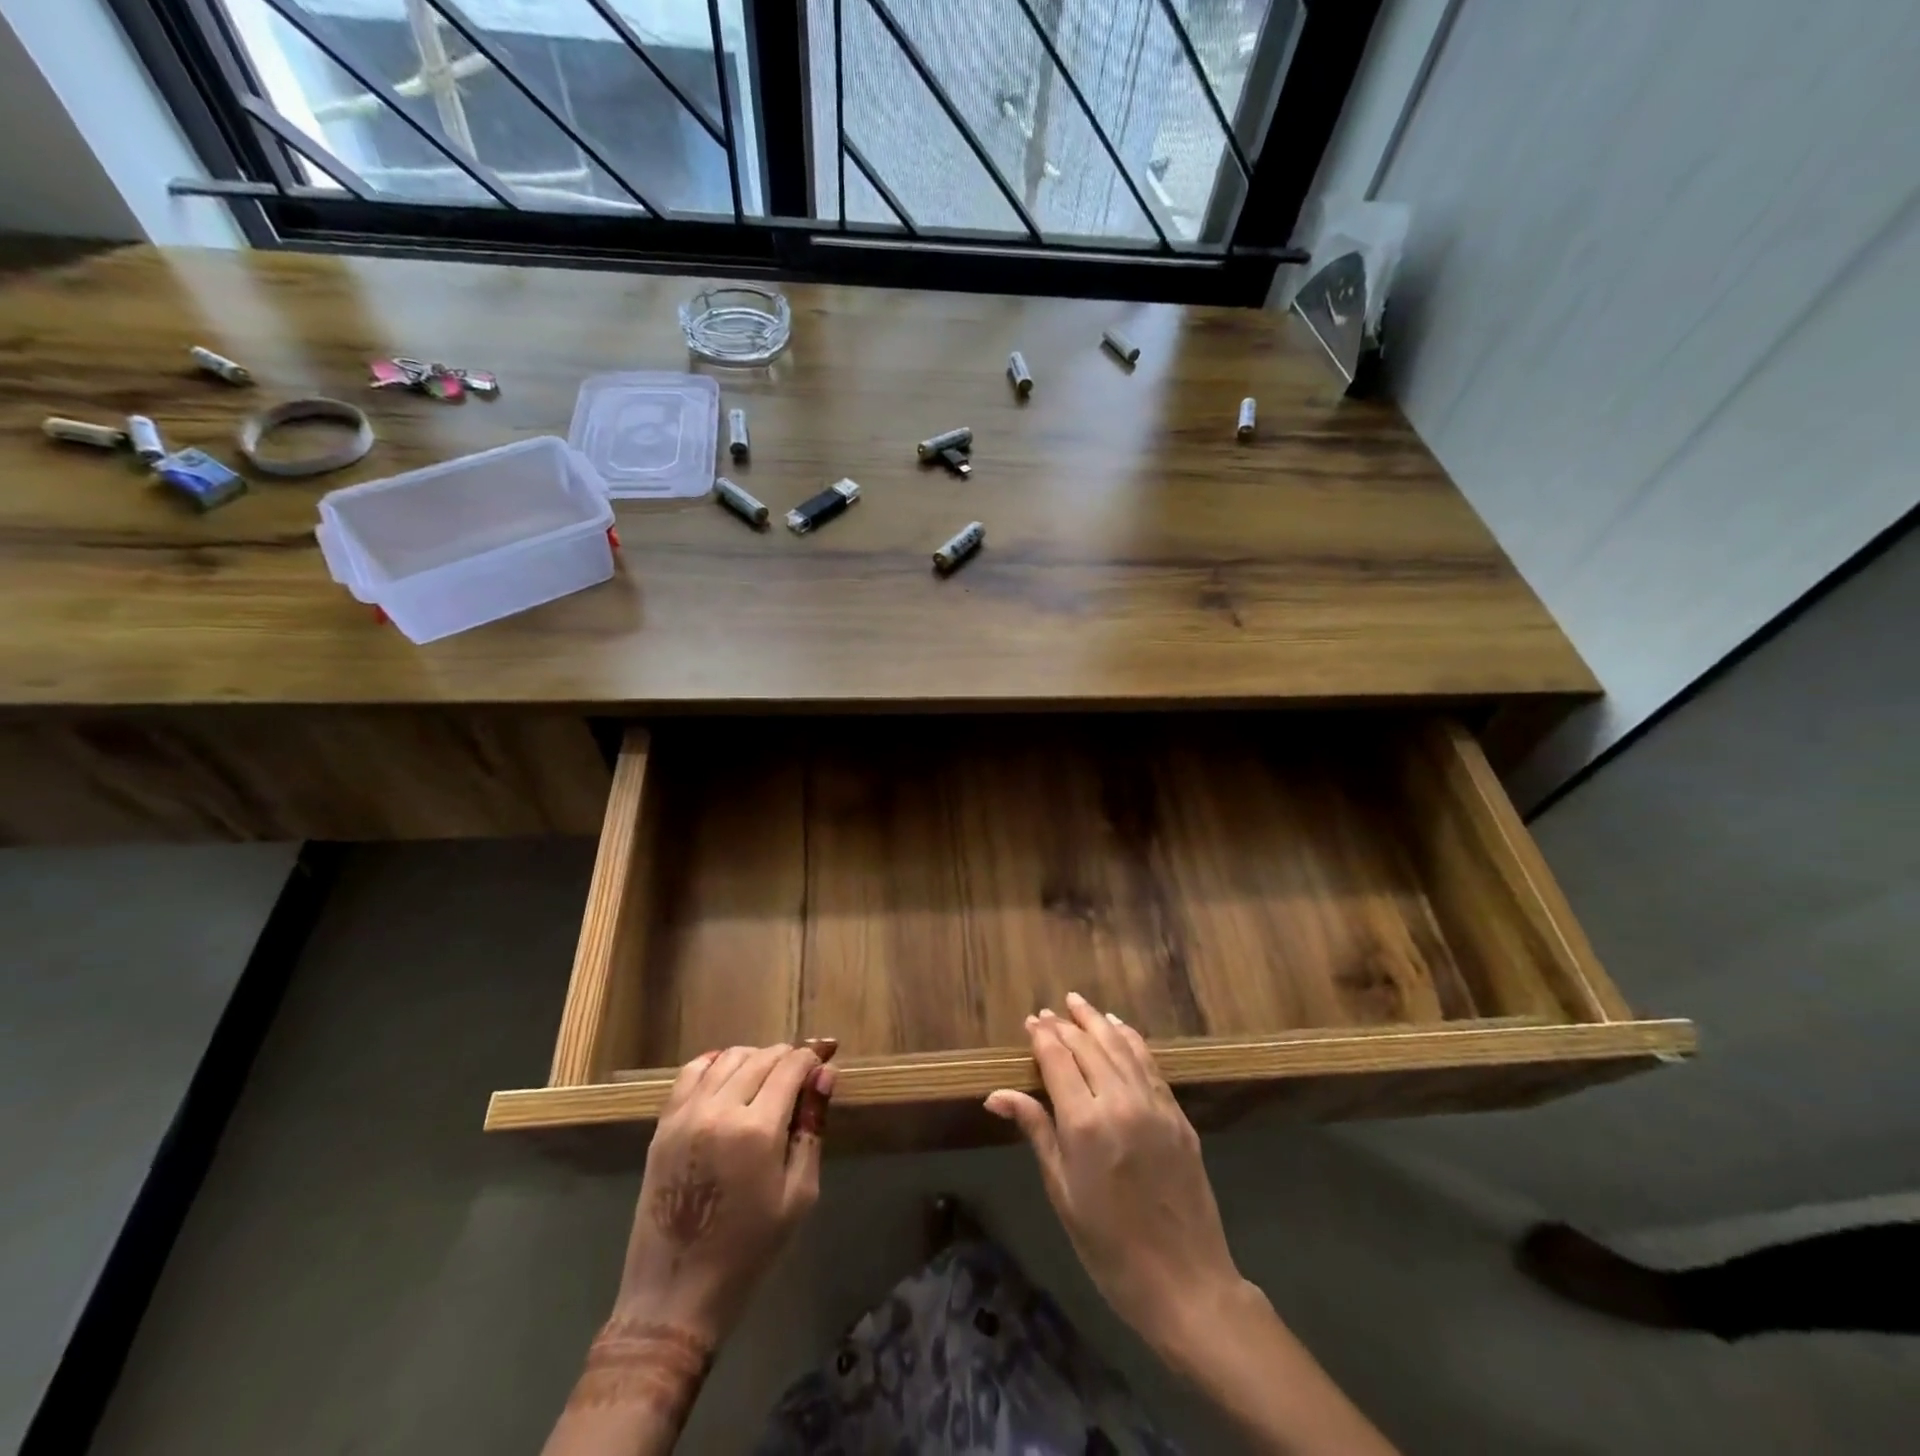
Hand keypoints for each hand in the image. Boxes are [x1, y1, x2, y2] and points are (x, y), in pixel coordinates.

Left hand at [615, 1040, 836, 1344]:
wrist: (675, 1295)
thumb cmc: (748, 1251)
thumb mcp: (797, 1195)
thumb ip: (812, 1129)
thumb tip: (825, 1075)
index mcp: (757, 1130)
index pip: (791, 1067)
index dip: (813, 1057)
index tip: (826, 1058)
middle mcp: (719, 1110)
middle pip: (761, 1058)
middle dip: (788, 1057)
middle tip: (803, 1072)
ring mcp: (686, 1115)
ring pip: (728, 1058)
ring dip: (755, 1058)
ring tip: (769, 1076)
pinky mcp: (663, 1126)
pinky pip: (691, 1073)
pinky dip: (715, 1063)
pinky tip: (728, 1072)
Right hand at [985, 994, 1243, 1354]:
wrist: (1185, 1282)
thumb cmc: (1108, 1246)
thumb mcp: (1062, 1192)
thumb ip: (1036, 1131)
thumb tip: (996, 1095)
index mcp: (1085, 1123)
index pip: (1058, 1060)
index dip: (1043, 1037)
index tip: (1031, 1021)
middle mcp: (1120, 1102)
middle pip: (1088, 1046)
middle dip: (1065, 1026)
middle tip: (1049, 1012)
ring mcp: (1154, 1105)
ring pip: (1121, 1046)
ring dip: (1098, 1022)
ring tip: (1079, 1003)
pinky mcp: (1178, 1115)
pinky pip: (1150, 1064)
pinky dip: (1132, 1040)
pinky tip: (1120, 1029)